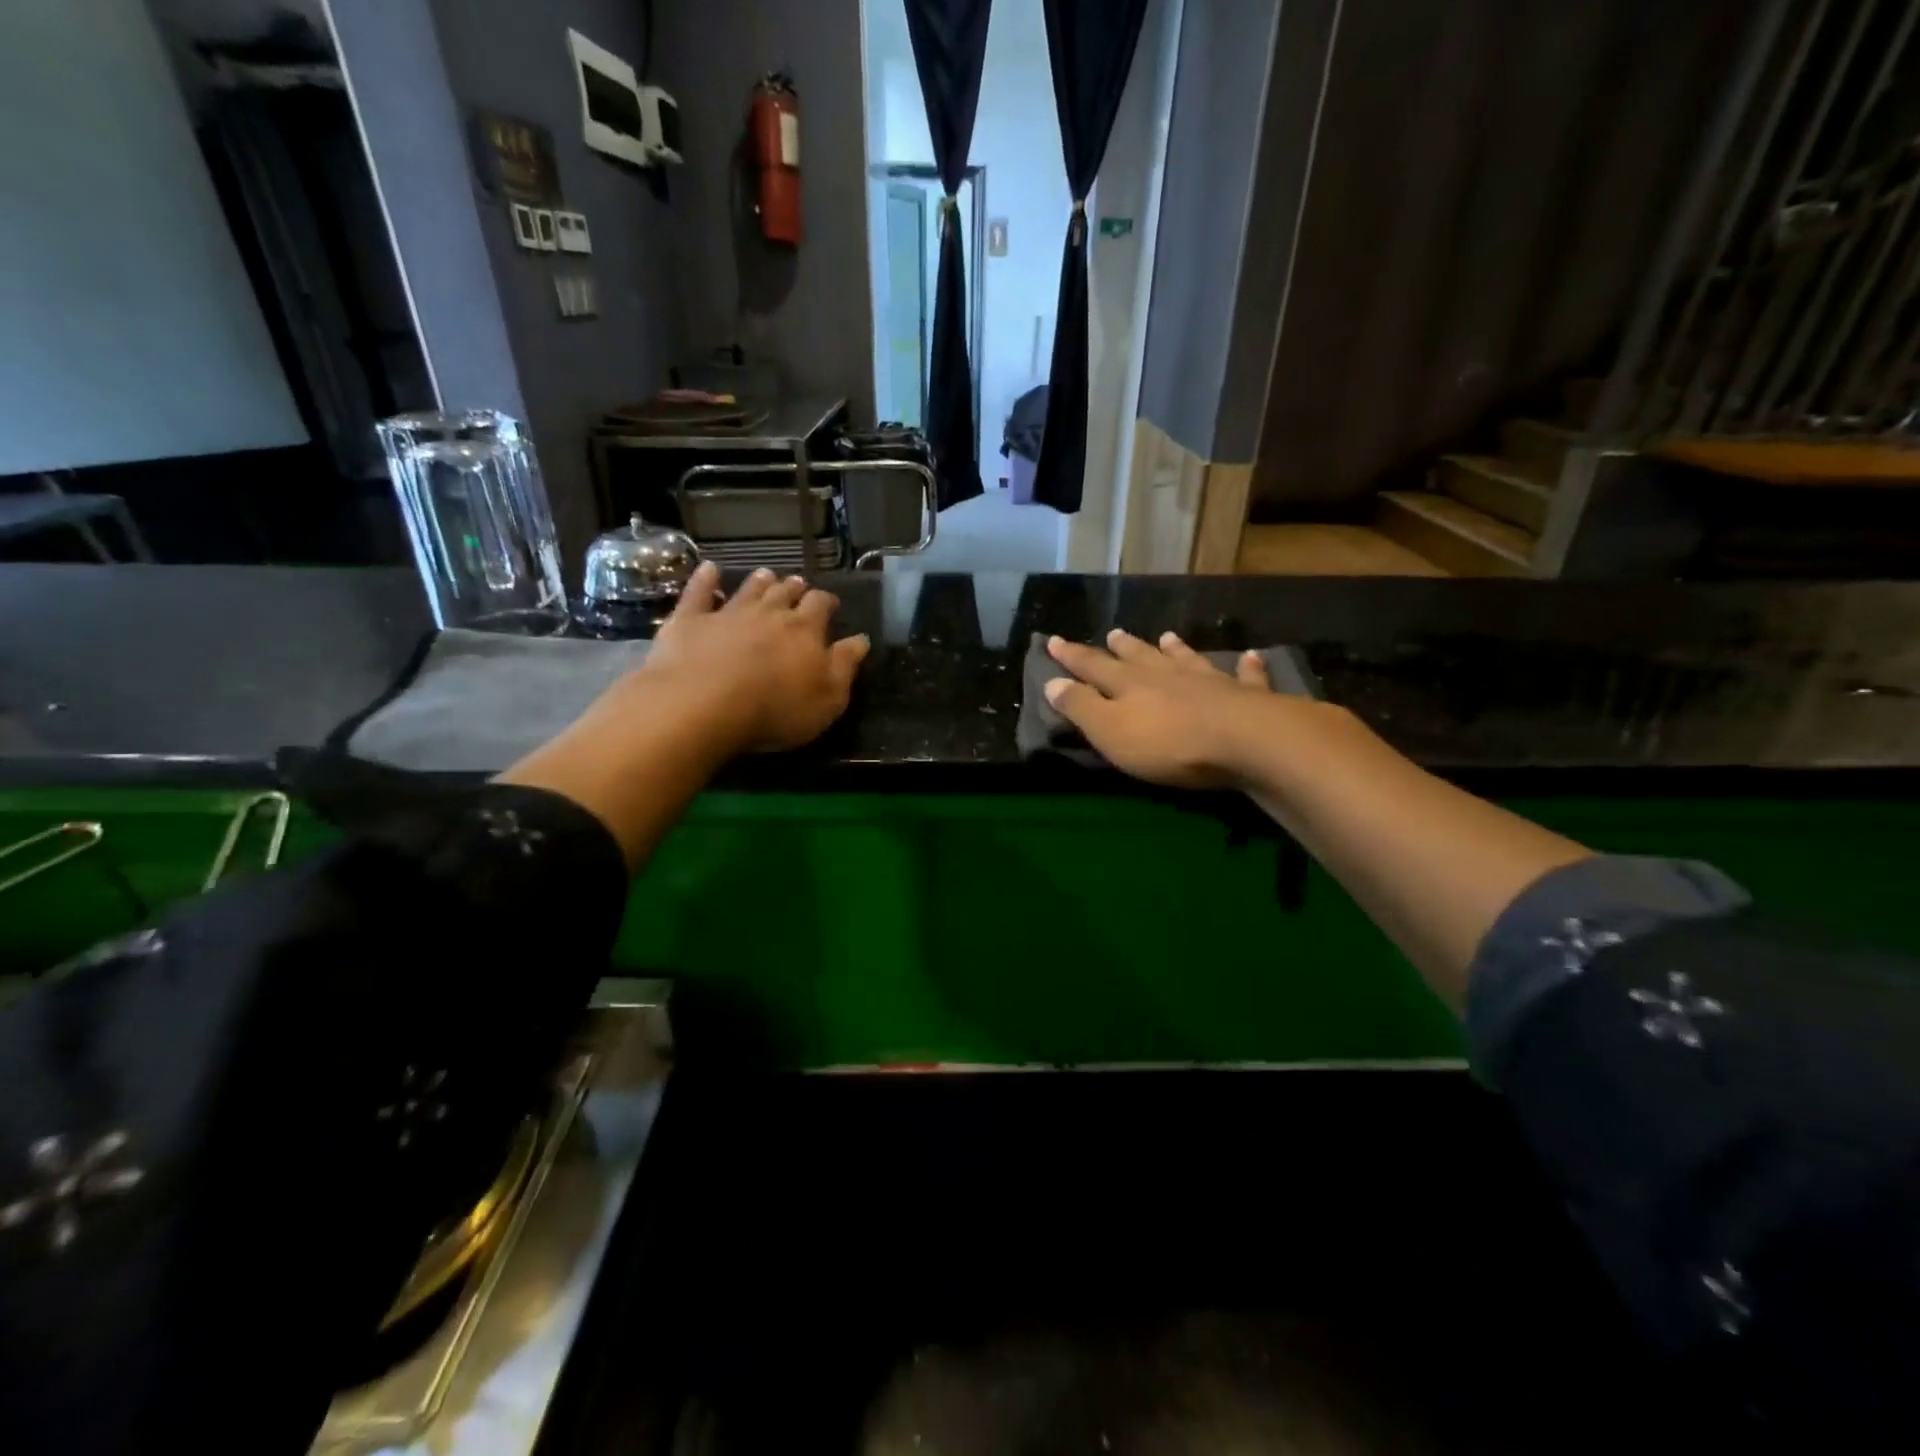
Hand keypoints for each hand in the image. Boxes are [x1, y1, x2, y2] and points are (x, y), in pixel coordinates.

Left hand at [642, 562, 870, 754]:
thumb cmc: (775, 709)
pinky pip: (699, 592)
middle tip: (797, 586)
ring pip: (748, 589)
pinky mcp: (690, 620)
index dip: (826, 602)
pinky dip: (705, 579)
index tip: (830, 605)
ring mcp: (727, 613)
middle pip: (785, 592)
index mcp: (805, 630)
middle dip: (794, 588)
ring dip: (759, 581)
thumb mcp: (827, 699)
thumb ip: (845, 666)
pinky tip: (709, 568)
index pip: (820, 605)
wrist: (703, 705)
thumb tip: (861, 639)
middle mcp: (768, 612)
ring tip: (766, 575)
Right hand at [1044, 630, 1277, 788]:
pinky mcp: (1246, 697)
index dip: (1072, 656)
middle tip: (1113, 634)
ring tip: (1167, 637)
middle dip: (1123, 648)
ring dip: (1175, 649)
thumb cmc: (1168, 742)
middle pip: (1140, 658)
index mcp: (1129, 685)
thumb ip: (1081, 707)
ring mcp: (1209, 682)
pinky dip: (1247, 668)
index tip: (1054, 640)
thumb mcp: (1110, 731)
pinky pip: (1246, 677)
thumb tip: (1051, 682)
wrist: (1245, 741)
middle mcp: (1167, 675)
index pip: (1093, 667)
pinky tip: (1251, 657)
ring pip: (1187, 660)